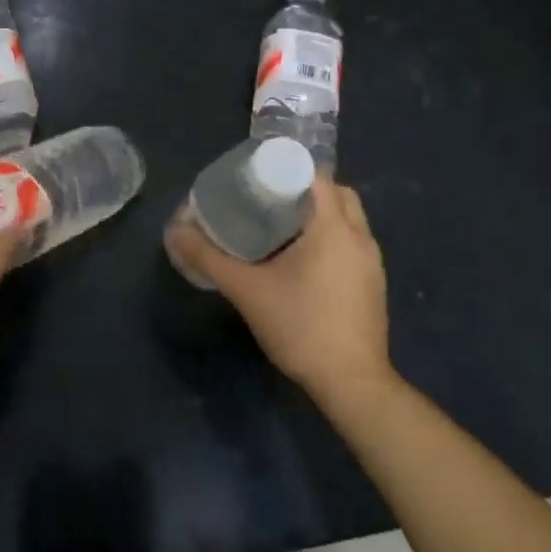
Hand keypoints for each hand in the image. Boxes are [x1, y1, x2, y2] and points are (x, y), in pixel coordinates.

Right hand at [165, 177, 392, 409]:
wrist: (352, 383)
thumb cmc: (301, 326)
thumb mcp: (247, 290)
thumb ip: (209, 258)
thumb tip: (175, 233)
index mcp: (333, 226)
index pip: (316, 174)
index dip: (287, 168)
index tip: (258, 178)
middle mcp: (359, 236)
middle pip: (337, 192)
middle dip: (305, 189)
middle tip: (269, 200)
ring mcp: (372, 261)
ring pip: (349, 218)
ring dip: (321, 214)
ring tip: (282, 228)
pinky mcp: (374, 284)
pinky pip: (353, 243)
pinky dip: (332, 238)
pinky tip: (304, 261)